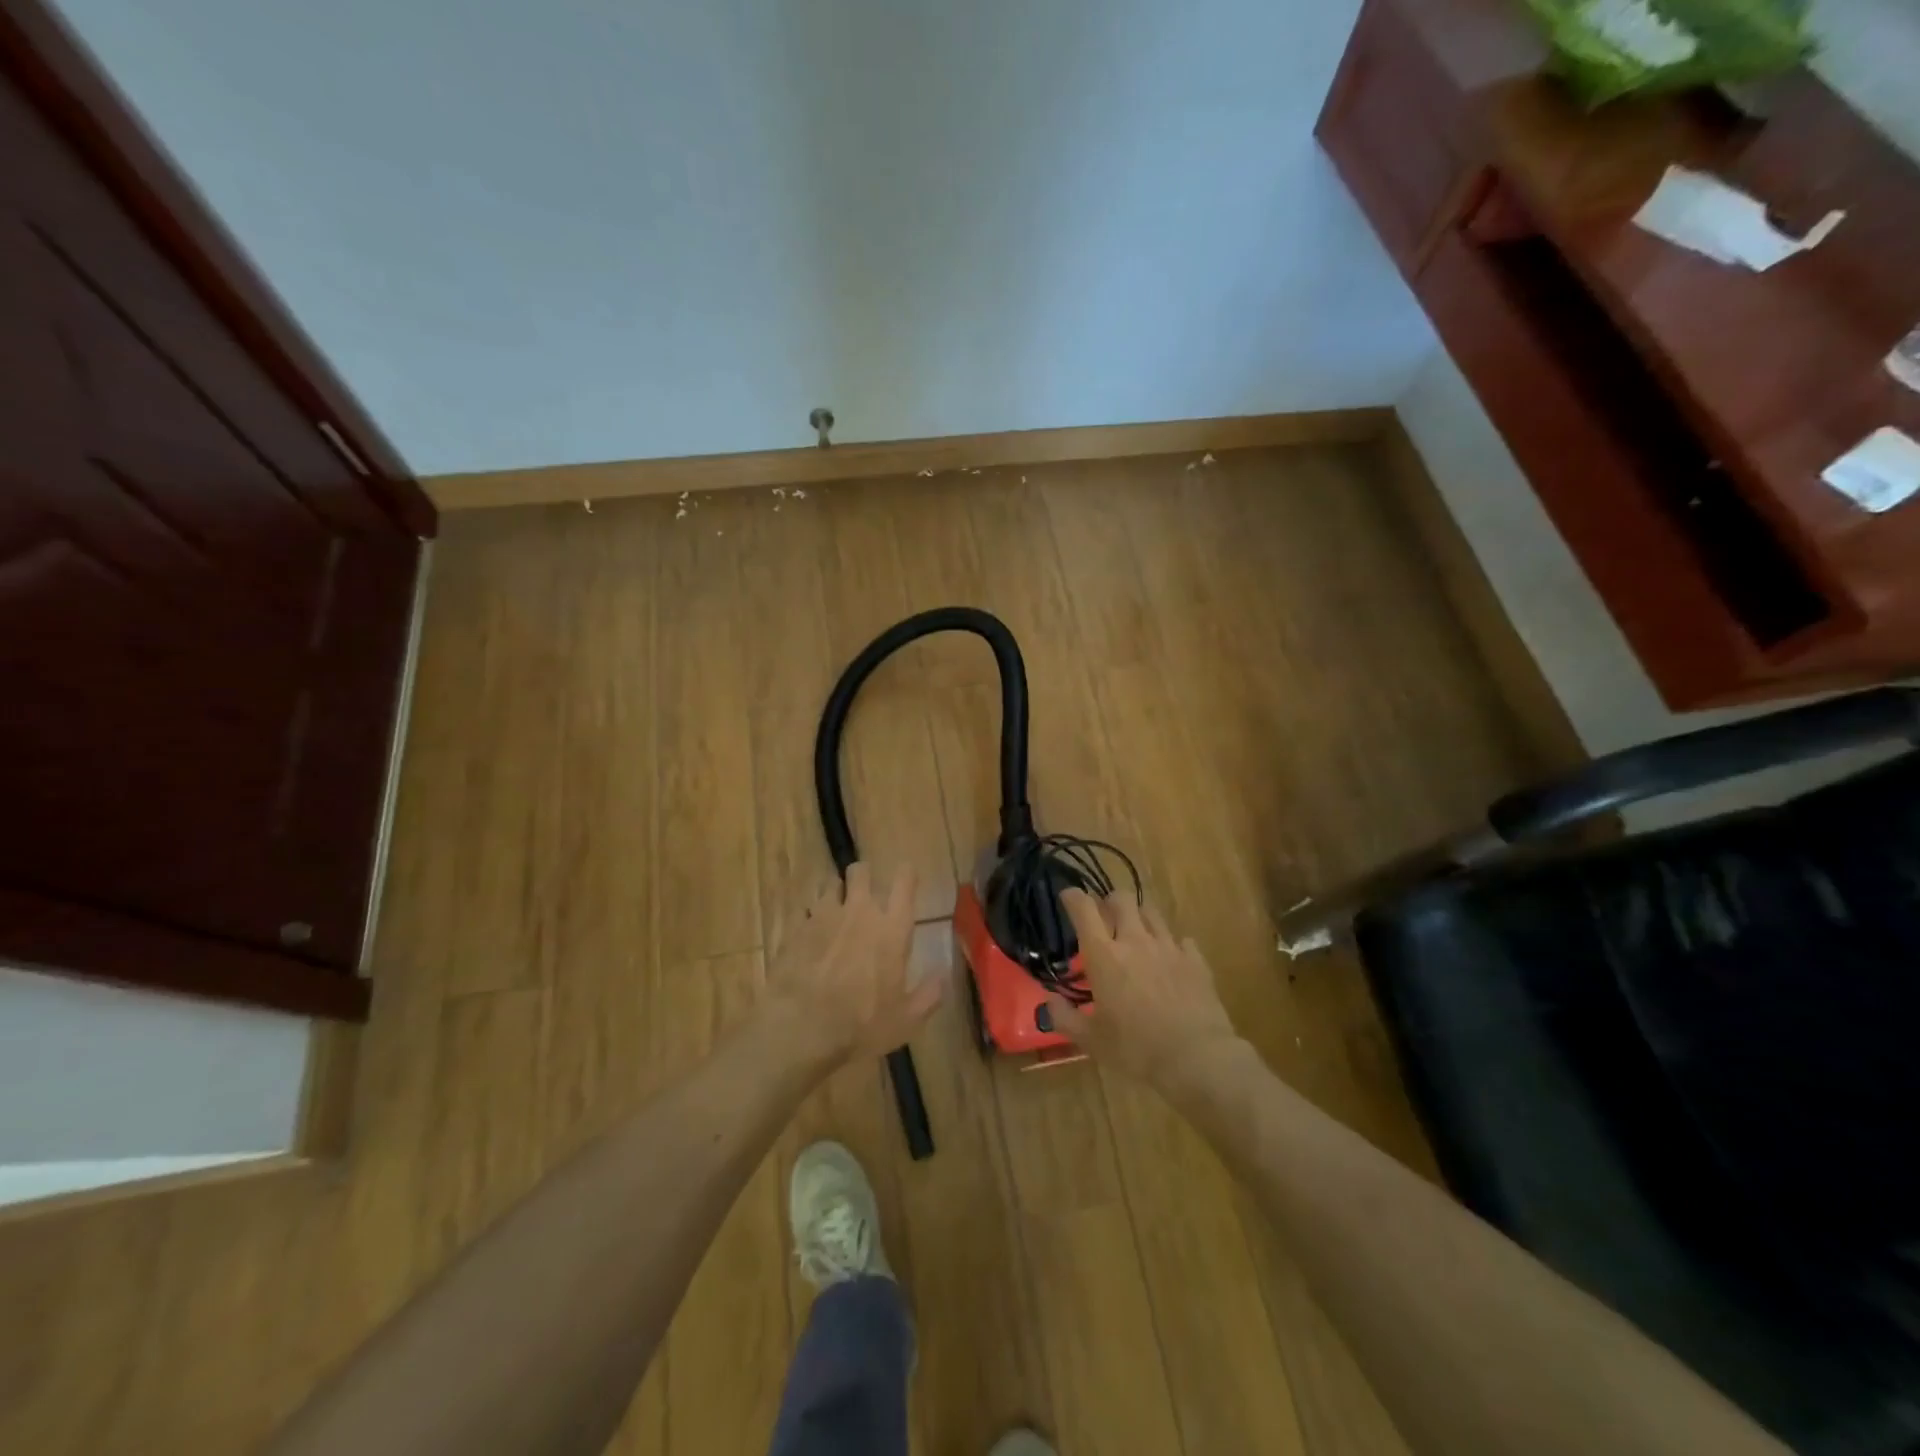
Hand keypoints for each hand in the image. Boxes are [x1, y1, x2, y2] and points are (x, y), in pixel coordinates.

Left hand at [766, 862, 943, 1063]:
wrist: (801, 1028)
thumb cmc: (861, 1024)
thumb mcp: (906, 1019)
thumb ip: (929, 994)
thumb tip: (943, 976)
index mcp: (892, 929)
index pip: (904, 882)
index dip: (906, 873)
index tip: (906, 875)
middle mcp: (859, 912)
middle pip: (861, 871)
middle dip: (864, 876)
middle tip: (864, 892)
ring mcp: (824, 916)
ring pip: (830, 885)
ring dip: (836, 894)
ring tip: (835, 910)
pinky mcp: (796, 928)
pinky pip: (804, 910)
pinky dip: (809, 917)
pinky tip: (809, 933)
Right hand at [1044, 890, 1242, 1087]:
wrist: (1196, 1058)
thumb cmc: (1136, 1049)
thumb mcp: (1091, 1041)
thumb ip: (1064, 1018)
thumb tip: (1049, 1001)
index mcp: (1104, 955)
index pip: (1084, 908)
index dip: (1073, 897)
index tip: (1067, 897)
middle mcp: (1135, 941)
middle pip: (1121, 899)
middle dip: (1109, 902)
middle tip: (1105, 919)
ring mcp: (1168, 947)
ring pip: (1151, 912)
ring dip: (1139, 917)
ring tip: (1136, 935)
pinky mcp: (1195, 960)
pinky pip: (1181, 939)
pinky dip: (1172, 944)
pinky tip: (1170, 960)